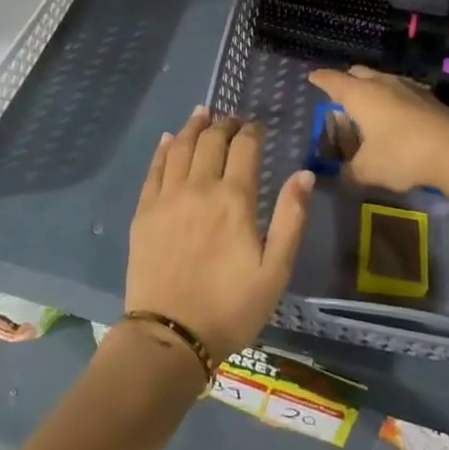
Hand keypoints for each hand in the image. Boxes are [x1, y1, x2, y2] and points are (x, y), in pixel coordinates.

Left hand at [124, 107, 312, 363]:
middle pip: (211, 140)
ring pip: (179, 146)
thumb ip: (291, 218)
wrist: (170, 336)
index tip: (258, 126)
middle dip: (225, 124)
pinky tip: (167, 139)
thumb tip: (304, 174)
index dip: (252, 131)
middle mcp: (199, 187)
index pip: (244, 147)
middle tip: (232, 119)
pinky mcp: (144, 212)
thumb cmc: (231, 307)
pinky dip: (163, 148)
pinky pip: (154, 169)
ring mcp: (167, 197)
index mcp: (234, 198)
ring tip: (202, 113)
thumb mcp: (275, 270)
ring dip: (193, 126)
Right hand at [308, 65, 448, 194]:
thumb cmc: (403, 155)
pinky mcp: (430, 98)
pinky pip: (402, 92)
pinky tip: (397, 118)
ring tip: (369, 109)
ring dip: (372, 90)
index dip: (320, 79)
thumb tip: (342, 175)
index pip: (332, 80)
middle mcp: (382, 83)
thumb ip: (350, 171)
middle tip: (340, 98)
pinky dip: (393, 100)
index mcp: (359, 95)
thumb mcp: (368, 170)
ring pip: (382, 80)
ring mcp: (409, 87)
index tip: (312, 78)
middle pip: (358, 73)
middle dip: (346, 81)